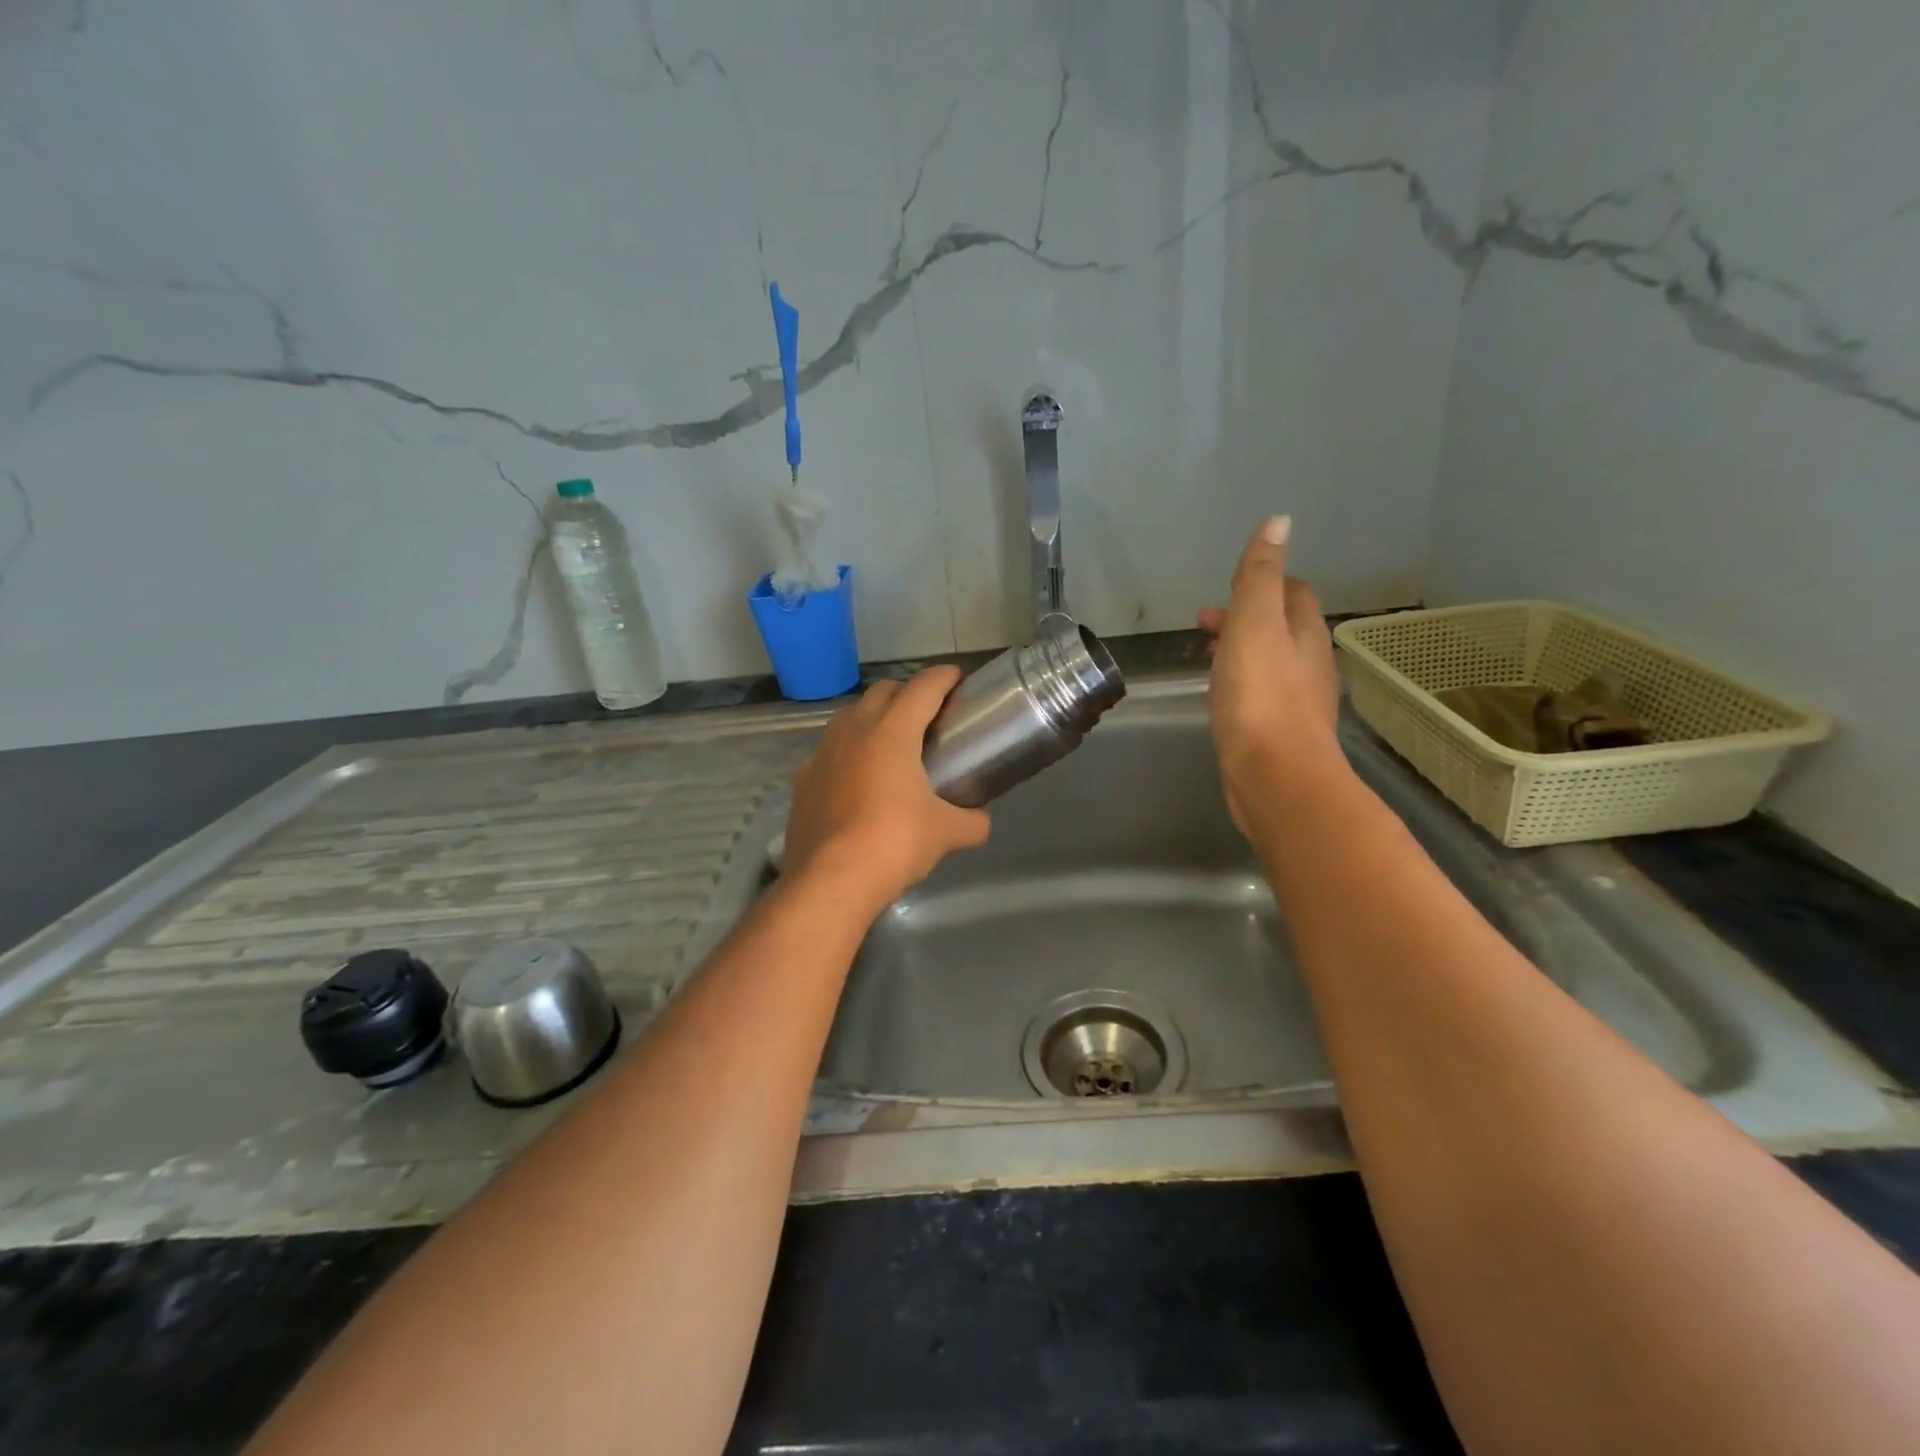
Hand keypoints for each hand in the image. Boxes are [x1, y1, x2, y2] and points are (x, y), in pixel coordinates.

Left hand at [783, 667, 990, 909]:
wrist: (830, 881)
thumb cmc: (894, 843)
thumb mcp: (945, 833)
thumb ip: (971, 821)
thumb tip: (981, 821)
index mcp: (892, 731)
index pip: (923, 686)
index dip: (945, 677)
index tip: (960, 680)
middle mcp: (854, 730)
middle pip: (883, 691)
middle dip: (908, 693)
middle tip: (930, 715)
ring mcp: (822, 753)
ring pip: (851, 716)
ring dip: (874, 717)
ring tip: (893, 743)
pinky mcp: (803, 779)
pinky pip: (829, 751)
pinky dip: (848, 752)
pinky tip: (857, 779)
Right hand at [1198, 516, 1341, 834]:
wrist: (1276, 777)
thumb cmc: (1261, 695)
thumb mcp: (1254, 623)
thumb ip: (1260, 575)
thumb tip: (1279, 521)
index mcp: (1305, 633)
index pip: (1293, 593)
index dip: (1264, 583)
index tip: (1229, 587)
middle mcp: (1310, 664)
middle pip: (1281, 628)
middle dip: (1246, 617)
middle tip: (1204, 622)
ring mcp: (1298, 702)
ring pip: (1271, 663)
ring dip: (1242, 651)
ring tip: (1208, 656)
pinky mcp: (1281, 734)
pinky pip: (1262, 695)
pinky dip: (1242, 683)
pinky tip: (1223, 698)